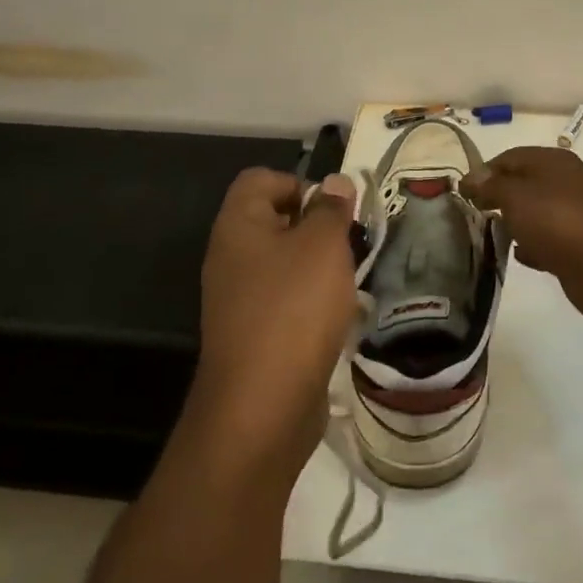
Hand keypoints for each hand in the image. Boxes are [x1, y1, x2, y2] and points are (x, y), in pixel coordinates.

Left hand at [191, 168, 360, 480]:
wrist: (263, 404)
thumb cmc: (294, 308)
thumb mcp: (323, 246)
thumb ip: (332, 210)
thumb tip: (336, 183)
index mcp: (238, 225)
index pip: (261, 179)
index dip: (300, 183)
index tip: (336, 210)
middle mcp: (231, 257)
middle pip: (274, 220)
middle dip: (317, 227)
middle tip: (351, 244)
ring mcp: (239, 298)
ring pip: (284, 263)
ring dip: (319, 266)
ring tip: (350, 280)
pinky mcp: (253, 333)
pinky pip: (285, 300)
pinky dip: (312, 301)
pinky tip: (338, 316)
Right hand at [460, 147, 582, 323]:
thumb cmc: (556, 221)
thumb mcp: (515, 196)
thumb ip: (490, 185)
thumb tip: (471, 178)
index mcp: (553, 161)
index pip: (510, 157)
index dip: (485, 171)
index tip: (463, 193)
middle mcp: (566, 182)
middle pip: (524, 183)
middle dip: (499, 196)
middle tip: (474, 213)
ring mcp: (575, 214)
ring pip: (536, 212)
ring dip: (515, 221)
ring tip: (492, 233)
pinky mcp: (579, 244)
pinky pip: (548, 239)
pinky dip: (532, 244)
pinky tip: (519, 254)